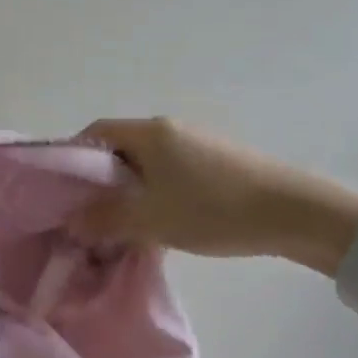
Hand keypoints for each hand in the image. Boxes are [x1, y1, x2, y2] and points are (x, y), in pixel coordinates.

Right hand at [74, 117, 357, 270]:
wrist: (294, 213)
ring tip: (124, 227)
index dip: (73, 158)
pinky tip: (161, 224)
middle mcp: (170, 129)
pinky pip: (170, 174)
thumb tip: (71, 221)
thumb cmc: (213, 209)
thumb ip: (105, 219)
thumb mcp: (151, 219)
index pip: (96, 132)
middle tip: (90, 216)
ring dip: (130, 192)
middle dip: (101, 182)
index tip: (62, 192)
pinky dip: (155, 195)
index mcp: (150, 132)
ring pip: (146, 165)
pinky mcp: (217, 163)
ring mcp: (196, 144)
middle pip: (120, 149)